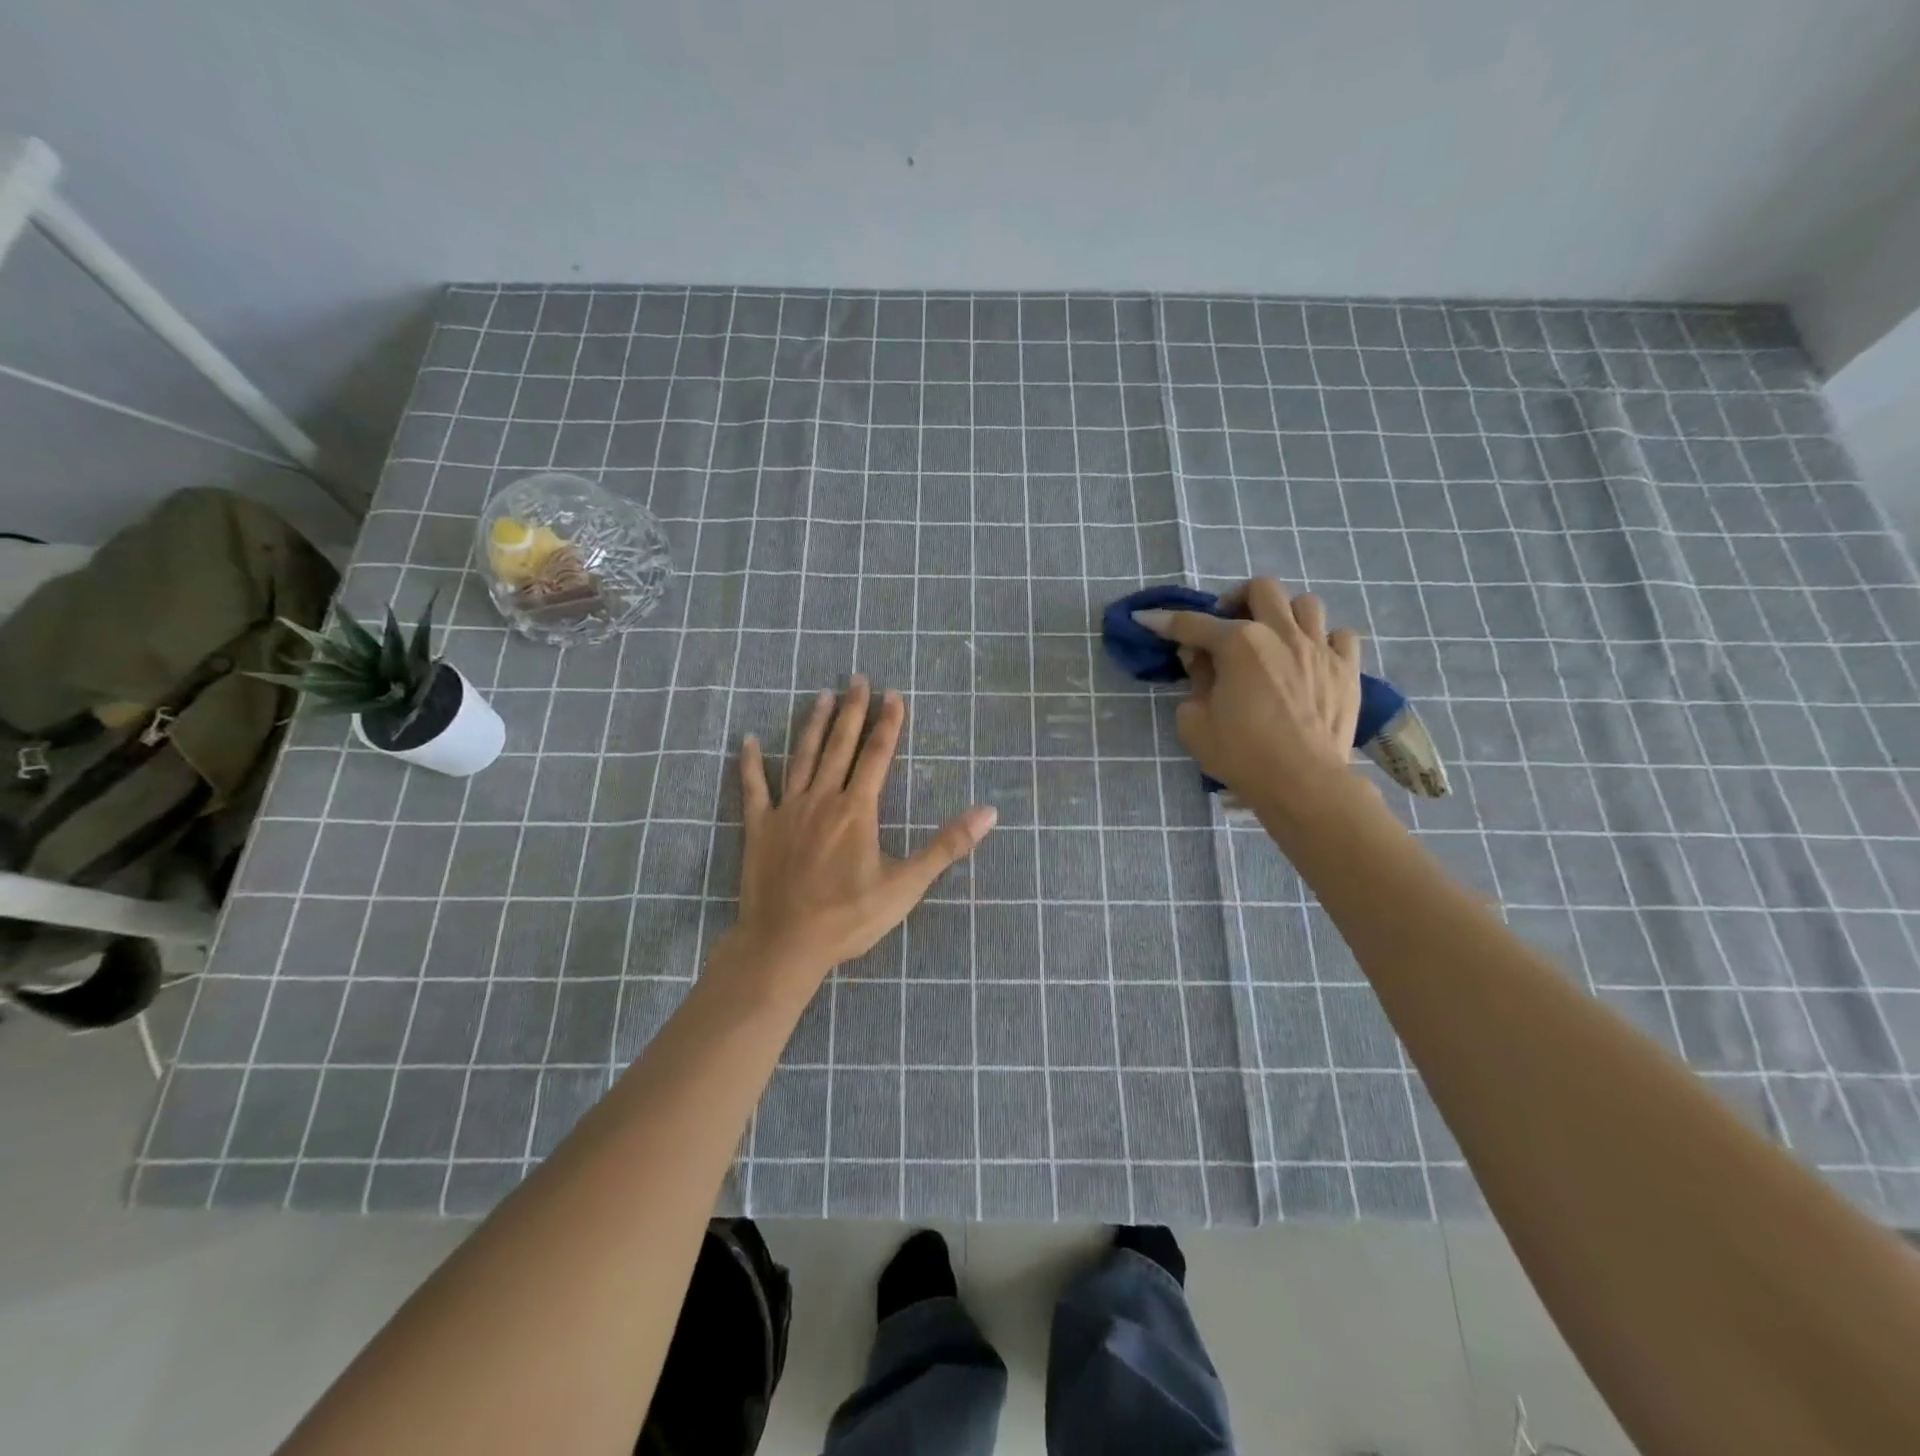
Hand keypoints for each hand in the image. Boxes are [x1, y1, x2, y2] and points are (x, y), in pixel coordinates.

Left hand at [725, 677, 996, 986]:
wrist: (785, 944)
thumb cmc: (849, 917)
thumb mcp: (906, 885)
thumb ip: (946, 846)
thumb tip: (988, 812)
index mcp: (857, 809)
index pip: (877, 755)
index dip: (888, 723)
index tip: (894, 695)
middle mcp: (822, 799)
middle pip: (840, 746)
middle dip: (852, 711)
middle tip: (858, 679)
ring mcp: (787, 810)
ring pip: (802, 757)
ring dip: (813, 725)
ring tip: (821, 696)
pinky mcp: (759, 828)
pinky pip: (754, 788)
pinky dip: (750, 763)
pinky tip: (748, 740)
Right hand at [1133, 580, 1364, 817]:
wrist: (1302, 783)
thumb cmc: (1241, 754)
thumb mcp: (1195, 723)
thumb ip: (1194, 683)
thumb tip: (1199, 659)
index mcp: (1239, 644)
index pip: (1193, 624)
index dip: (1166, 622)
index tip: (1147, 619)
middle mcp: (1281, 634)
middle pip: (1261, 588)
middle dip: (1237, 600)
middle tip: (1227, 625)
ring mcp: (1320, 649)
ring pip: (1306, 604)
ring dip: (1284, 615)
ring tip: (1273, 638)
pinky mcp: (1347, 669)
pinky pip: (1341, 636)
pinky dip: (1324, 641)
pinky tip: (1311, 659)